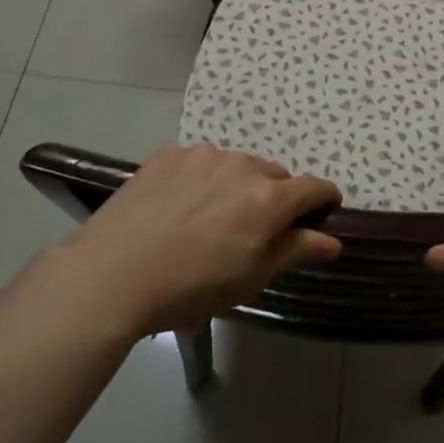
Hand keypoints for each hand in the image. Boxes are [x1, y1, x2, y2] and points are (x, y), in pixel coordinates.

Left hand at [61, 145, 341, 337]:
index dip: (324, 199)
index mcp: (269, 200)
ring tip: (210, 218)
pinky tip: (179, 207)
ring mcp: (204, 155)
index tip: (323, 211)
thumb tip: (332, 240)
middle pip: (274, 175)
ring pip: (237, 166)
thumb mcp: (250, 279)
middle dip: (274, 197)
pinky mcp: (170, 154)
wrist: (112, 274)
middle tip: (253, 229)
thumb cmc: (189, 288)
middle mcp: (243, 166)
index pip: (313, 187)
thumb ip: (295, 251)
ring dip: (237, 185)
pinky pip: (201, 162)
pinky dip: (202, 179)